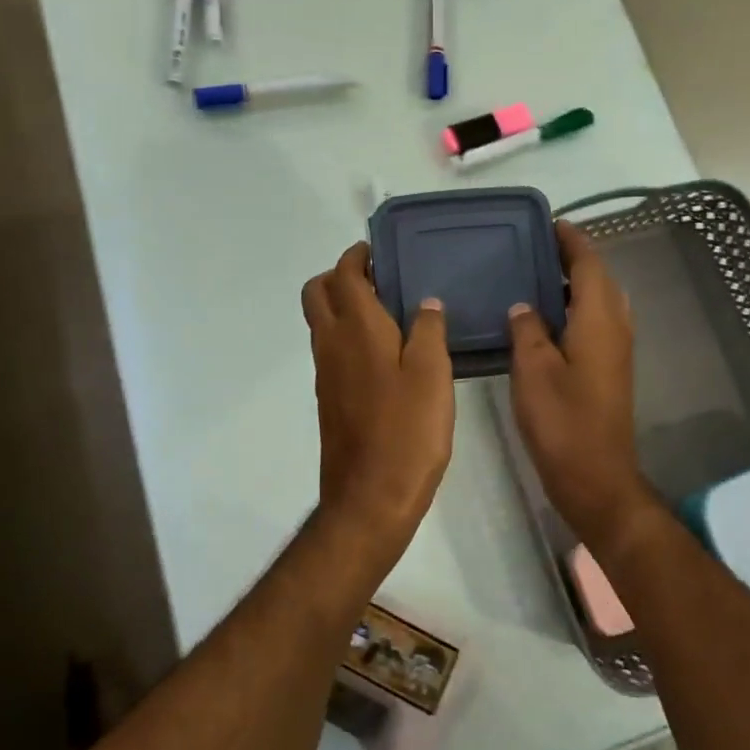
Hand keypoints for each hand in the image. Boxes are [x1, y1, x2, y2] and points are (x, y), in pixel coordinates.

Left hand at [302, 242, 453, 549]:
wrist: (369, 497)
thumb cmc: (408, 432)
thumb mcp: (433, 375)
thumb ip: (429, 331)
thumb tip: (426, 302)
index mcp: (357, 329)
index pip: (344, 275)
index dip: (357, 257)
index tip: (378, 252)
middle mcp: (331, 344)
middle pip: (316, 292)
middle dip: (339, 276)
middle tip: (379, 280)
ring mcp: (325, 373)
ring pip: (321, 321)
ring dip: (342, 305)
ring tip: (388, 312)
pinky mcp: (328, 398)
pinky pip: (330, 349)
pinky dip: (347, 335)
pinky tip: (384, 353)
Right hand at [508, 222, 653, 553]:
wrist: (595, 476)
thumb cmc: (562, 420)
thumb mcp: (533, 369)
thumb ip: (527, 329)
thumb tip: (523, 305)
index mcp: (599, 320)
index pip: (589, 264)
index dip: (571, 241)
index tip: (549, 223)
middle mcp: (615, 327)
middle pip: (599, 279)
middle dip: (572, 258)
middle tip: (533, 248)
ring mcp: (616, 350)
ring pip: (599, 301)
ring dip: (573, 283)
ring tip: (534, 276)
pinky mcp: (609, 369)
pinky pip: (595, 321)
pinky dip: (574, 307)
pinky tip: (544, 318)